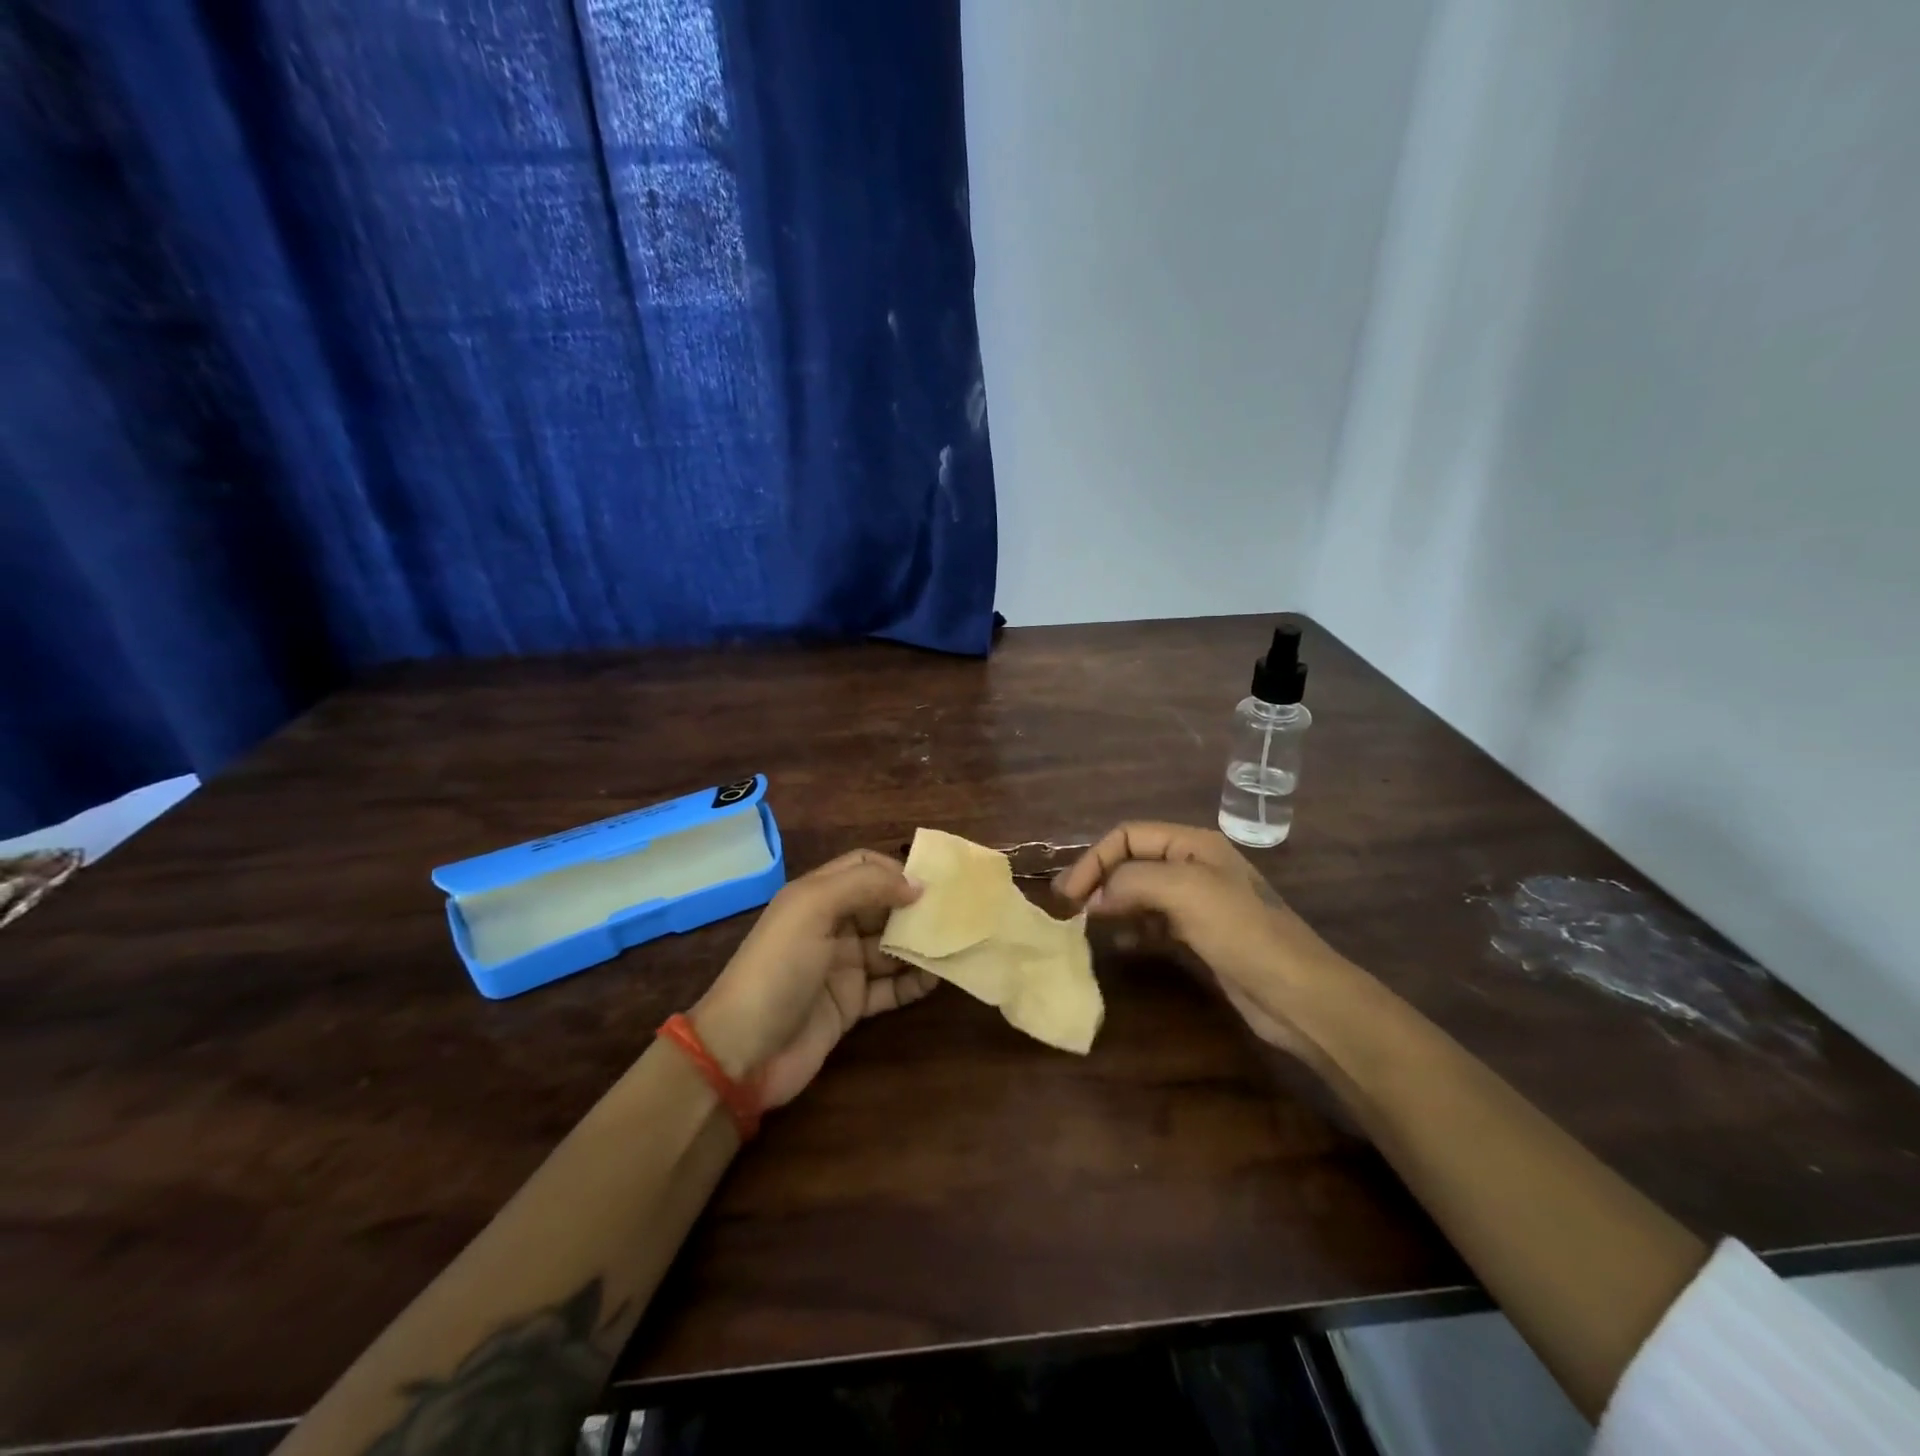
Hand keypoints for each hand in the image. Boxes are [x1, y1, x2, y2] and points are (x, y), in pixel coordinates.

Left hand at [691, 849, 936, 1109]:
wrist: (743, 1052)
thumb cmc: (778, 968)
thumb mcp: (813, 910)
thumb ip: (865, 886)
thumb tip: (916, 885)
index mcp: (817, 896)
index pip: (863, 867)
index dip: (895, 870)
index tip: (932, 884)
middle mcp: (831, 926)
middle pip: (882, 906)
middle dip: (915, 907)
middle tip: (956, 914)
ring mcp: (842, 967)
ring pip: (891, 946)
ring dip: (920, 944)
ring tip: (954, 945)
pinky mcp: (851, 1005)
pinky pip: (890, 987)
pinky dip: (913, 982)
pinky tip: (935, 980)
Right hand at [1054, 822, 1348, 1062]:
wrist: (1298, 993)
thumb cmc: (1242, 932)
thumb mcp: (1185, 891)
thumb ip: (1133, 881)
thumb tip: (1095, 897)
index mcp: (1193, 844)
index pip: (1128, 835)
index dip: (1094, 859)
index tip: (1068, 895)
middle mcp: (1193, 865)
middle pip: (1132, 861)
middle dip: (1099, 879)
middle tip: (1068, 909)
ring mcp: (1198, 901)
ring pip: (1140, 891)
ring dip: (1112, 902)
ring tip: (1086, 925)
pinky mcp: (1200, 935)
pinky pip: (1154, 921)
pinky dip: (1132, 927)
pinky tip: (1119, 943)